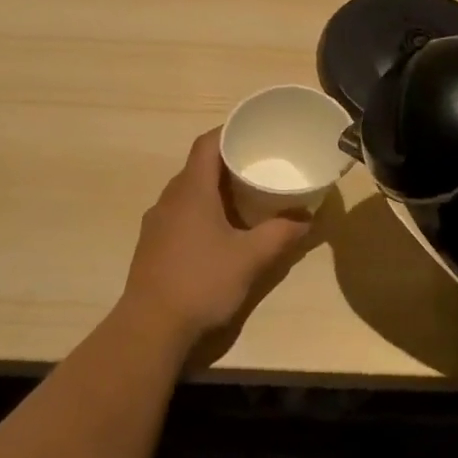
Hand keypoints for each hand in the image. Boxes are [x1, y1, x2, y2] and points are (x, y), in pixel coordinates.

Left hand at [118, 129, 311, 350]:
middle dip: (227, 162)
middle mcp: (169, 198)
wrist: (151, 326)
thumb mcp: (250, 258)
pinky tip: (220, 232)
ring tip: (245, 198)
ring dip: (214, 189)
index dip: (229, 131)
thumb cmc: (201, 282)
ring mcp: (156, 221)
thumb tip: (307, 218)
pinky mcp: (153, 244)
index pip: (207, 143)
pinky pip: (180, 213)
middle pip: (198, 166)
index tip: (254, 132)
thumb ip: (281, 235)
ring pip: (188, 192)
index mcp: (191, 190)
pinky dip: (201, 211)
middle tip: (259, 166)